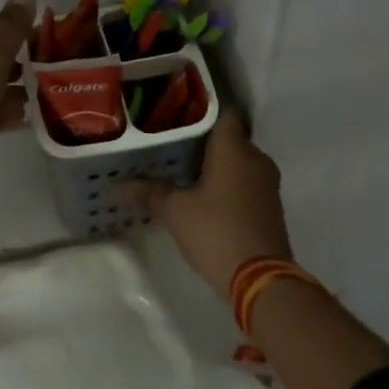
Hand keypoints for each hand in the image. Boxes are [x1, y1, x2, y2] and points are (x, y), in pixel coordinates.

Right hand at [131, 108, 291, 301]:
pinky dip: (227, 183)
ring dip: (216, 164)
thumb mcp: (174, 211)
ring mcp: (267, 184)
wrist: (261, 280)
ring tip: (183, 168)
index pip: (224, 112)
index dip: (203, 108)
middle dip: (204, 140)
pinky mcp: (270, 207)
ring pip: (238, 161)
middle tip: (172, 142)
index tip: (179, 111)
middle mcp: (255, 159)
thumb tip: (118, 183)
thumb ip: (149, 191)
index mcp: (234, 149)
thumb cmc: (215, 231)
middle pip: (229, 138)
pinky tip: (203, 193)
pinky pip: (246, 182)